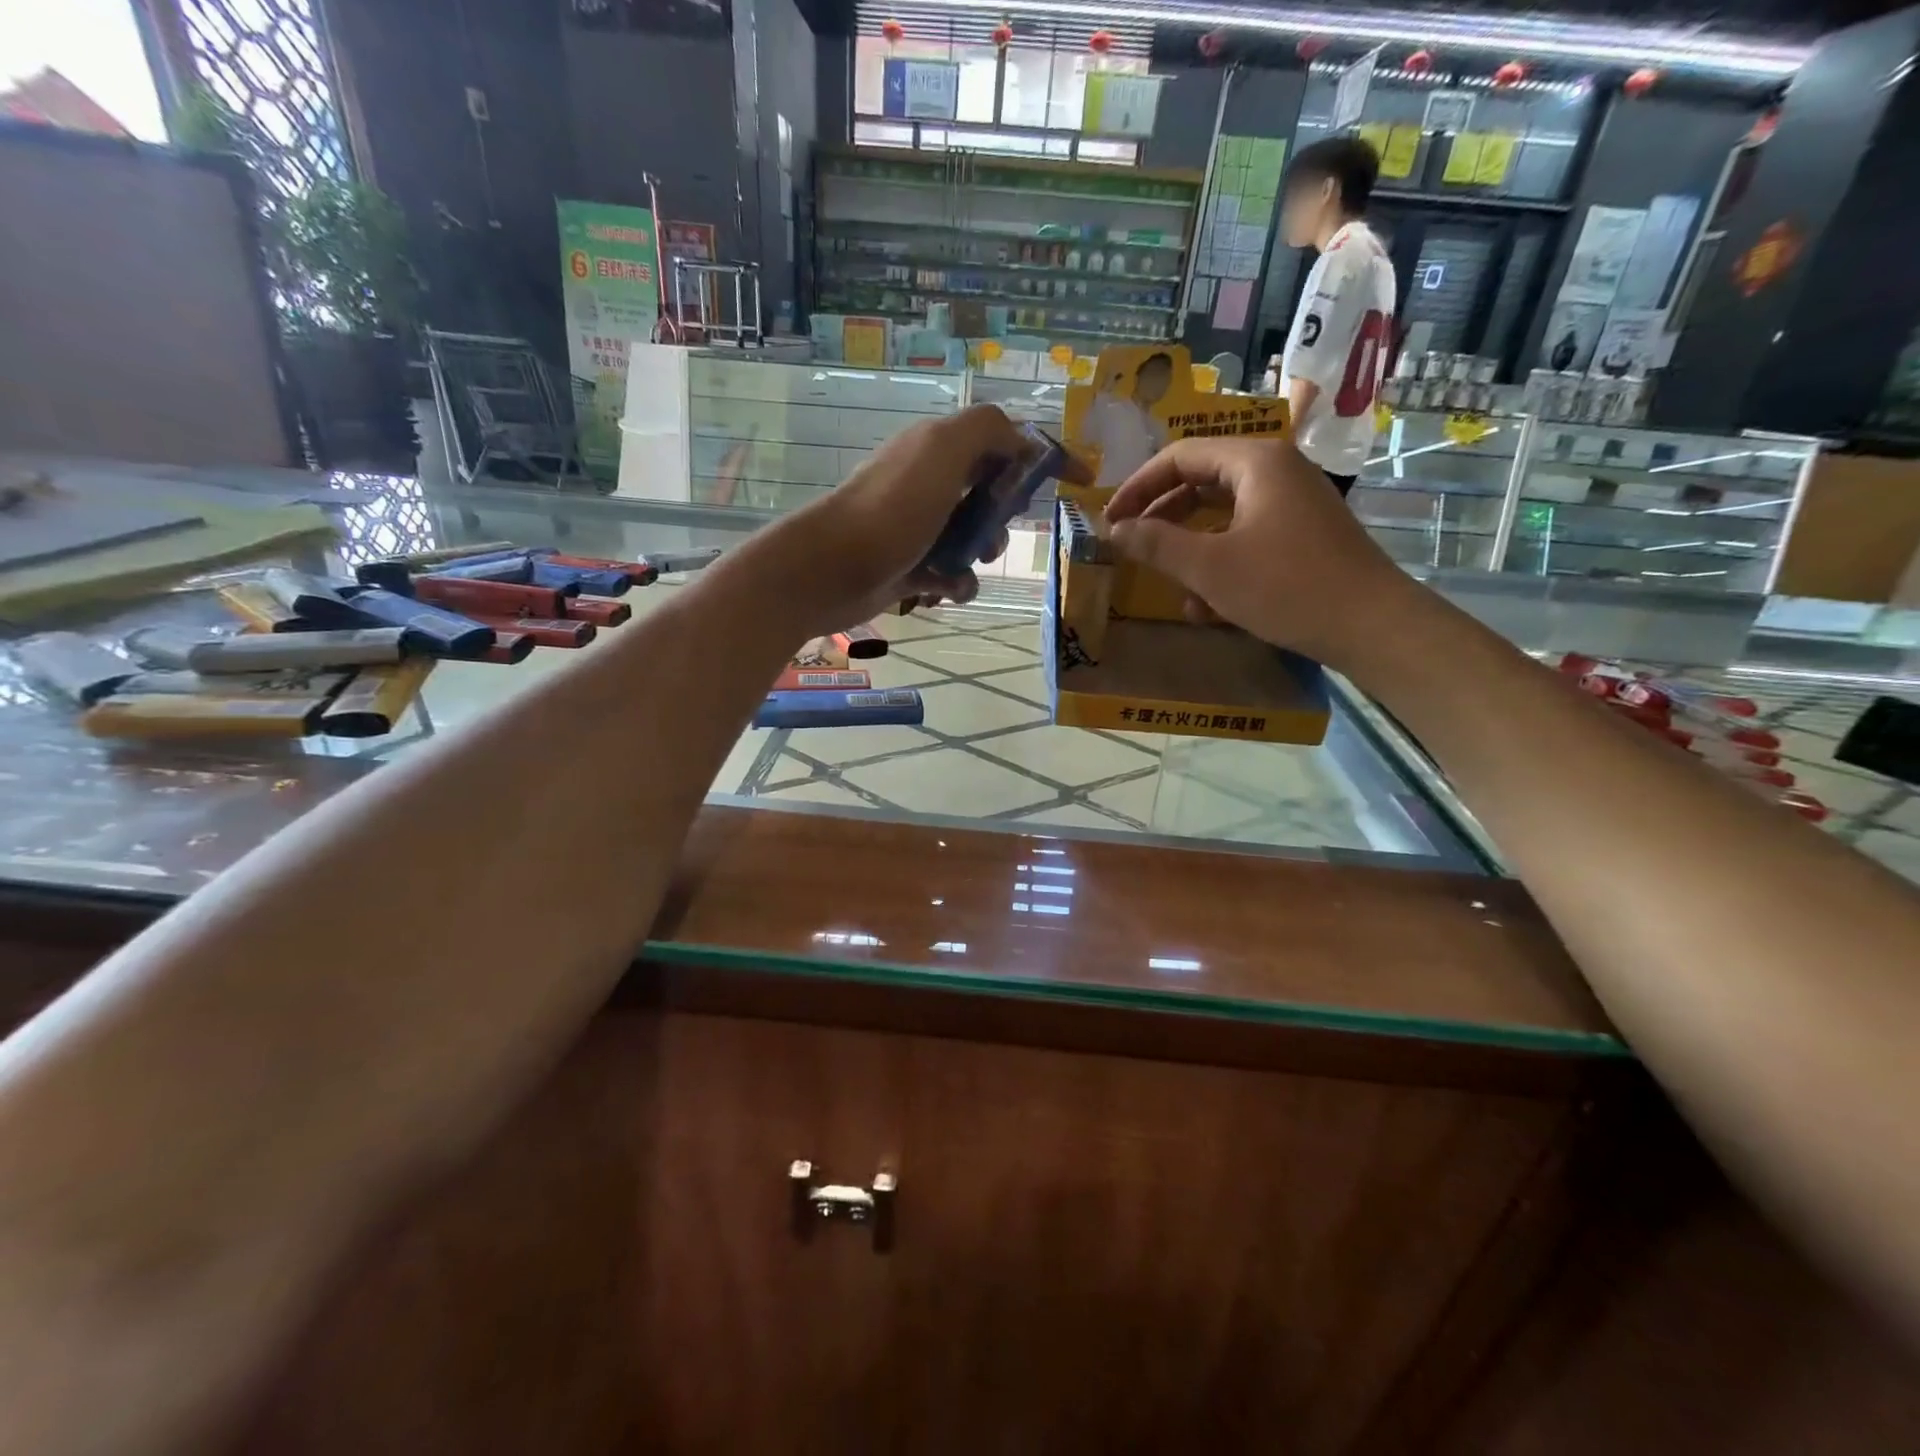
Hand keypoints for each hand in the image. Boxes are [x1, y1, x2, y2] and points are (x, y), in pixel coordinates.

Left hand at [768, 405, 1035, 634]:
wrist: (829, 569)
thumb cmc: (891, 509)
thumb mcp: (942, 451)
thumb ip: (987, 430)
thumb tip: (1022, 439)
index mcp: (938, 448)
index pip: (1002, 441)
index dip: (1042, 456)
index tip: (1081, 479)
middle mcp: (927, 482)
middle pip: (990, 492)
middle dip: (1003, 513)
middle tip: (994, 529)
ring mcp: (917, 526)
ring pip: (973, 536)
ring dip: (983, 551)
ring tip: (969, 562)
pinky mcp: (909, 566)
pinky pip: (951, 572)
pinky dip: (957, 581)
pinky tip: (948, 588)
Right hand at [1103, 437, 1412, 668]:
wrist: (1371, 625)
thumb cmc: (1285, 586)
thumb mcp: (1209, 567)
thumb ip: (1156, 544)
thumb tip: (1114, 530)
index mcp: (1255, 462)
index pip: (1181, 456)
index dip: (1139, 486)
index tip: (1111, 519)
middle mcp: (1276, 471)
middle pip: (1202, 481)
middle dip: (1162, 516)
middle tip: (1130, 544)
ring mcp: (1293, 503)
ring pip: (1222, 514)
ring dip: (1189, 546)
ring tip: (1165, 580)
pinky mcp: (1302, 535)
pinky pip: (1247, 536)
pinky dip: (1220, 561)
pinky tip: (1205, 605)